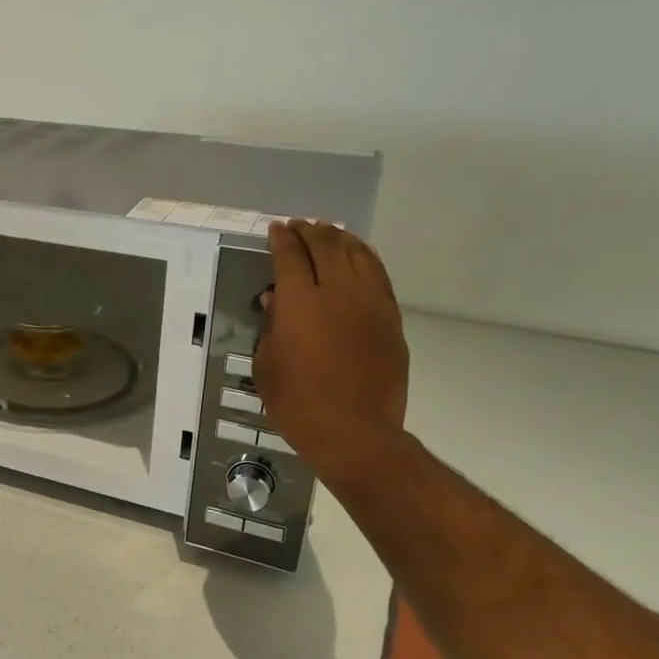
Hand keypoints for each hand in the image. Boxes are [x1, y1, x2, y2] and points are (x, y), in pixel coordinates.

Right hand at [252, 221, 409, 491]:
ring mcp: (371, 304)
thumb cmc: (298, 403)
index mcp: (301, 303)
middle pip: (326, 247)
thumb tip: (276, 300)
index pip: (290, 257)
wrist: (354, 432)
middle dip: (310, 231)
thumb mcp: (267, 366)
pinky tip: (357, 257)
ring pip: (358, 255)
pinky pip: (378, 275)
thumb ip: (271, 327)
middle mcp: (338, 293)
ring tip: (329, 232)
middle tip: (299, 226)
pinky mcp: (391, 319)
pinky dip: (365, 258)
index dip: (282, 239)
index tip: (276, 230)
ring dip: (340, 239)